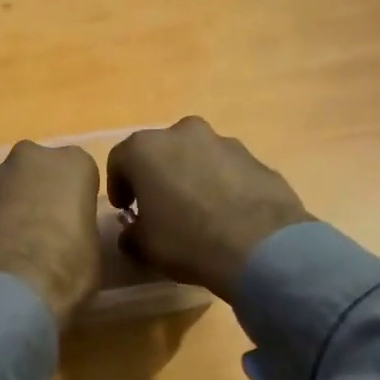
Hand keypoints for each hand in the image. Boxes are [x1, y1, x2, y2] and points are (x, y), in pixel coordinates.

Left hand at [0, 141, 103, 326]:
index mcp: (70, 163)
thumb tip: (68, 233)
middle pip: (38, 169)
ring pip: (6, 186)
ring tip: (13, 246)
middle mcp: (28, 158)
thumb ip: (80, 226)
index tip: (75, 222)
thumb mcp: (93, 250)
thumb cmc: (65, 271)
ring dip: (10, 206)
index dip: (77, 198)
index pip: (81, 171)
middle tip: (45, 229)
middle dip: (40, 192)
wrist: (3, 294)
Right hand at [107, 117, 313, 302]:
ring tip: (197, 212)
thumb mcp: (145, 246)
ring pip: (195, 156)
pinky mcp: (255, 157)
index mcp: (146, 149)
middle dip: (156, 176)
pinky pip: (226, 169)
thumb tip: (134, 232)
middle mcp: (183, 133)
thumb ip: (132, 234)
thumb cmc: (188, 241)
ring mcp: (223, 142)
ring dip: (190, 177)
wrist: (261, 246)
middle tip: (159, 207)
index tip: (125, 209)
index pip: (119, 160)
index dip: (118, 186)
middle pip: (160, 152)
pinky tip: (225, 215)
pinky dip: (220, 184)